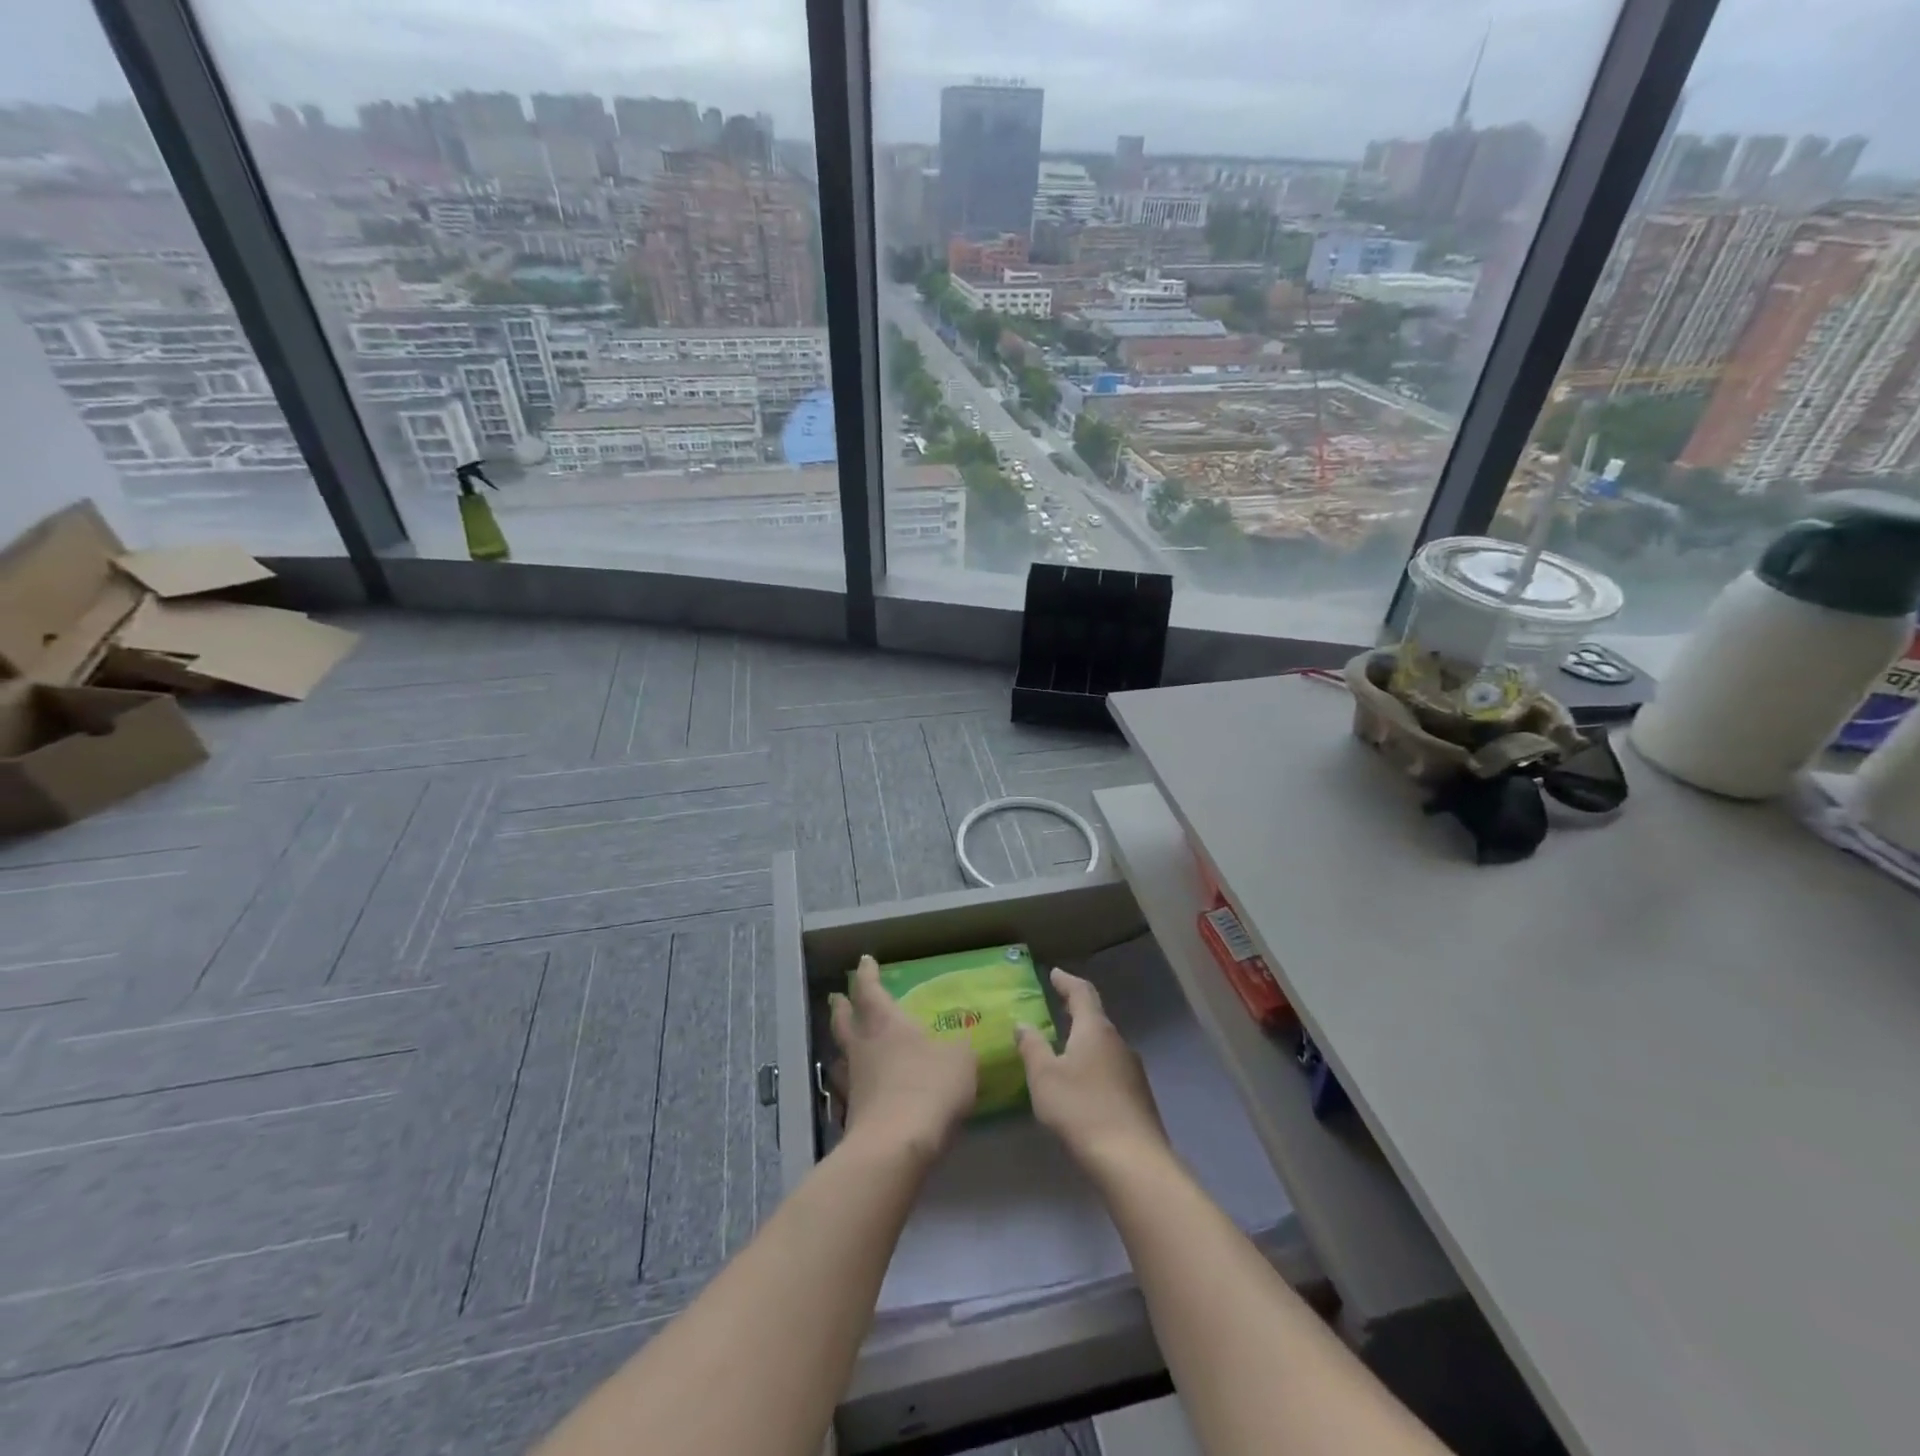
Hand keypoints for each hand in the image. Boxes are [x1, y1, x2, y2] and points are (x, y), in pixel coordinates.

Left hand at [830, 955, 977, 1160]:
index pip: (869, 989)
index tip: (865, 961)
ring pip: (841, 1055)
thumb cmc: (929, 1087)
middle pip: (843, 1020)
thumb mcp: (960, 1061)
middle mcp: (863, 1047)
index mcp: (886, 1023)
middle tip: (838, 998)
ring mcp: (853, 1083)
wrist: (896, 1145)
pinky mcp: (851, 1116)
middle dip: (842, 1006)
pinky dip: (850, 1085)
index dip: (867, 974)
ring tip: (843, 1045)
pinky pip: (846, 1091)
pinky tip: (858, 1090)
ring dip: (841, 1046)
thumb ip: (959, 1050)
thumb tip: (959, 1047)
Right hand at [1017, 968, 1168, 1170]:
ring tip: (1064, 1048)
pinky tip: (1082, 1085)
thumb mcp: (1044, 1077)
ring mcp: (1132, 1070)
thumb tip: (1023, 1023)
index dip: (1066, 981)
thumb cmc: (1081, 1109)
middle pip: (1095, 1018)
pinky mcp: (1138, 1097)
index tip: (1054, 973)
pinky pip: (1111, 1070)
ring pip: (1104, 1046)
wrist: (1132, 1160)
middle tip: (1056, 1006)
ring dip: (1084, 1041)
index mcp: (1094, 1029)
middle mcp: (1118, 1042)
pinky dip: (1093, 1067)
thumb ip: (1032, 1046)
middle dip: (1075, 1011)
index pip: (1081, 993)